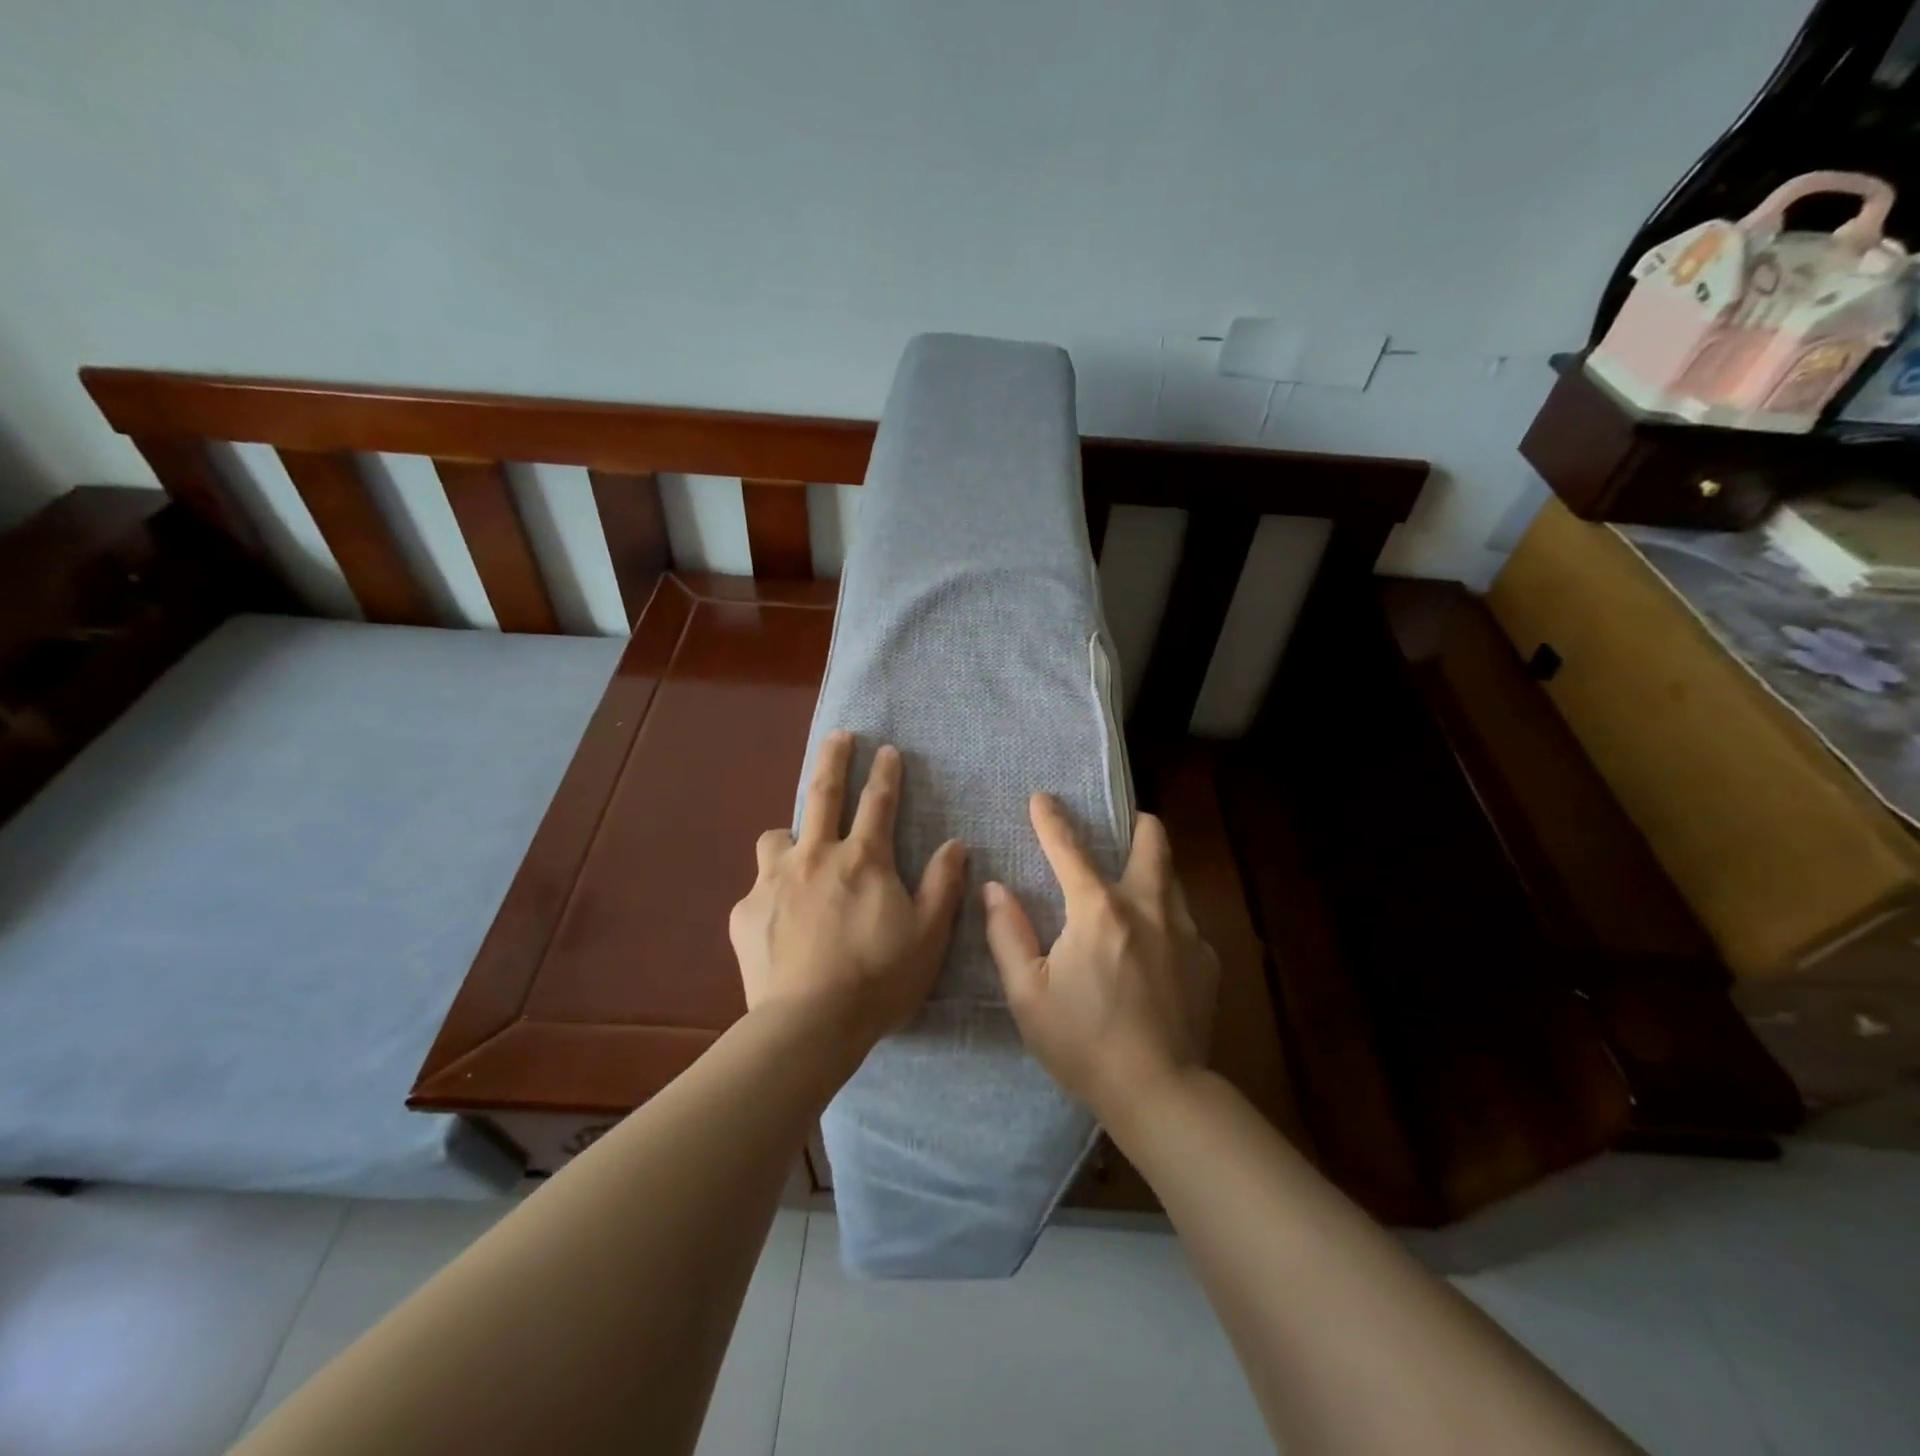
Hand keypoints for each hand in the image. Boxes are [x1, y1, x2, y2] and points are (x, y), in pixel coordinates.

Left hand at [730, 731, 968, 1045]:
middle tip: (839, 736)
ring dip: (790, 836)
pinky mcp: (745, 911)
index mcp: (863, 859)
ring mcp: (774, 881)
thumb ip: (942, 884)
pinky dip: (772, 894)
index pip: (878, 802)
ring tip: (797, 851)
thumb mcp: (929, 934)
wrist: (809, 1025)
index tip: (887, 749)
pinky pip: (758, 889)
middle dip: (834, 758)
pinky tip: (778, 921)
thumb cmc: (879, 978)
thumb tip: (955, 844)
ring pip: (776, 837)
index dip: (886, 772)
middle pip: (822, 792)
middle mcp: (815, 856)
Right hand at [983, 794, 1218, 1121]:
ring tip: (1138, 888)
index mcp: (1097, 911)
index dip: (1051, 819)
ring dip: (1154, 872)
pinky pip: (1186, 923)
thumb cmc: (1083, 1042)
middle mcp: (1147, 908)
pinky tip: (1157, 953)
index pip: (1069, 849)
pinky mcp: (1207, 961)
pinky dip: (1167, 921)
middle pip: (1153, 844)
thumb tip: (995, 889)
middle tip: (1129, 823)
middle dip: (1139, 825)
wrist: (1160, 1092)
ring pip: (1172, 880)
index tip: (1043, 797)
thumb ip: (1007, 934)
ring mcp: (1186, 932)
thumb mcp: (1028, 994)